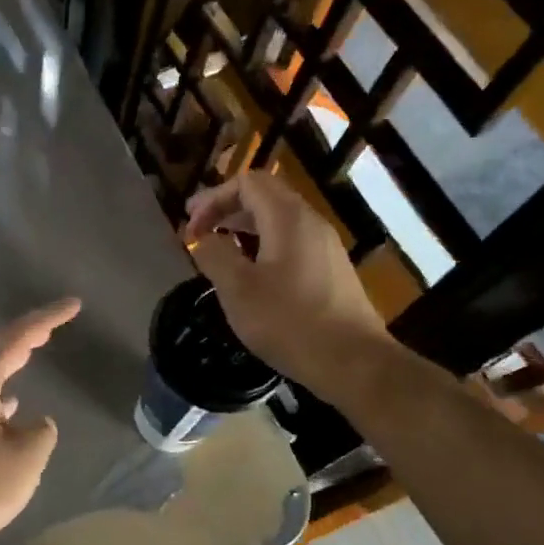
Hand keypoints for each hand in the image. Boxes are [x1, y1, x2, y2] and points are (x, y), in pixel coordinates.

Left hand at [0, 298, 80, 544]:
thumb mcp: (27, 457)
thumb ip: (40, 434)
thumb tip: (37, 423)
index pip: (17, 338)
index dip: (47, 319)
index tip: (74, 305)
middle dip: (27, 332)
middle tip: (55, 322)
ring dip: (12, 358)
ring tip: (34, 348)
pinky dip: (2, 389)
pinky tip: (13, 405)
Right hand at [182, 172, 380, 384]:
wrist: (353, 362)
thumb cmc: (289, 322)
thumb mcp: (237, 290)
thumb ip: (214, 255)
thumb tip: (203, 238)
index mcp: (287, 218)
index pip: (247, 183)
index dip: (213, 198)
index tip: (190, 226)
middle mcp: (310, 222)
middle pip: (264, 196)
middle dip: (226, 207)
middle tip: (197, 229)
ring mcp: (325, 246)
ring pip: (279, 219)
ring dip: (244, 226)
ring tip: (219, 248)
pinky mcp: (331, 269)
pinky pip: (291, 241)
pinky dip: (263, 244)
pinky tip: (251, 272)